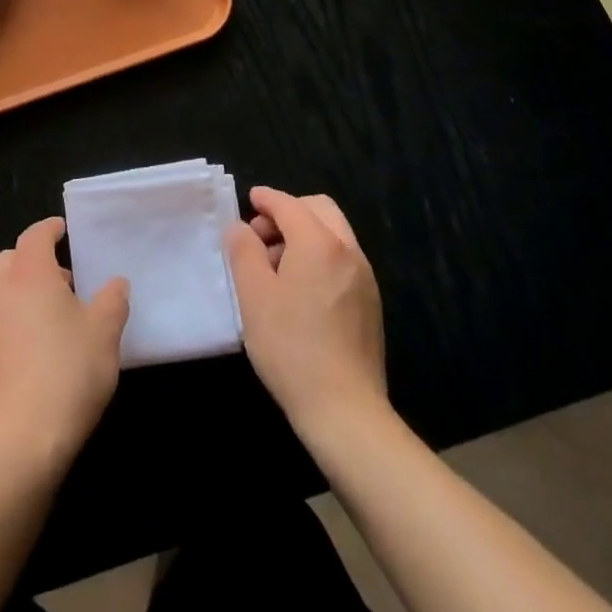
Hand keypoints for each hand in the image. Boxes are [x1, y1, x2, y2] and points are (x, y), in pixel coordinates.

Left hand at [0, 218, 129, 474]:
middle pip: (12, 260)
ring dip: (24, 292)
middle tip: (63, 279)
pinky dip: (15, 321)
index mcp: (30, 274)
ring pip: (1, 292)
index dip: (49, 229)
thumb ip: (112, 300)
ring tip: (55, 318)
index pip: (35, 236)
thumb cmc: (69, 371)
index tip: (63, 230)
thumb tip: (116, 284)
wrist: (23, 440)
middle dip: (34, 261)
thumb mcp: (105, 332)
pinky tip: (38, 350)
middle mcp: (1, 292)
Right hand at [223, 187, 386, 435]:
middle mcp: (348, 250)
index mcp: (319, 242)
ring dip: (304, 234)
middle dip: (288, 212)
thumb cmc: (291, 348)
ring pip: (333, 234)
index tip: (249, 200)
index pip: (289, 205)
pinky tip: (300, 290)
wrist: (346, 411)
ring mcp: (364, 277)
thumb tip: (240, 227)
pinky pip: (342, 259)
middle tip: (261, 236)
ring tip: (275, 266)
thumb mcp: (253, 295)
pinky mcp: (371, 303)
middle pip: (319, 210)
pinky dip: (320, 256)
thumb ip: (243, 250)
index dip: (266, 199)